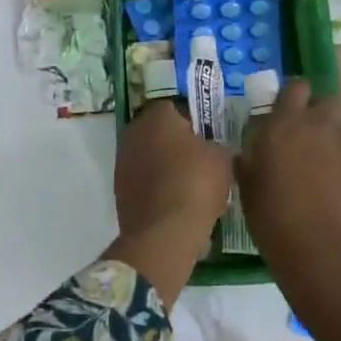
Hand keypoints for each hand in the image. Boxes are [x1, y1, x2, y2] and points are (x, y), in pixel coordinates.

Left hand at [103, 101, 231, 307]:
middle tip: (198, 161)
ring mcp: (122, 161)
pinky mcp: (119, 189)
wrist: (165, 231)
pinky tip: (174, 202)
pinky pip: (142, 180)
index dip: (193, 123)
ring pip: (148, 156)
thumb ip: (215, 145)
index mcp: (158, 116)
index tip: (207, 139)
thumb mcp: (221, 158)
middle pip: (158, 132)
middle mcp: (134, 132)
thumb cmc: (196, 183)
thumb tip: (209, 149)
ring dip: (163, 166)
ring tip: (188, 185)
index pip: (175, 109)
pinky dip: (155, 187)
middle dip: (175, 143)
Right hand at [235, 78, 340, 270]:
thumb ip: (249, 160)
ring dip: (333, 138)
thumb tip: (249, 152)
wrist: (324, 253)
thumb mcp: (248, 187)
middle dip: (319, 112)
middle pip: (328, 100)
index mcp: (285, 125)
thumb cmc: (274, 220)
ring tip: (322, 166)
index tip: (284, 112)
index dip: (292, 96)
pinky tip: (337, 192)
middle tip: (306, 136)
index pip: (295, 87)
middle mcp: (321, 126)